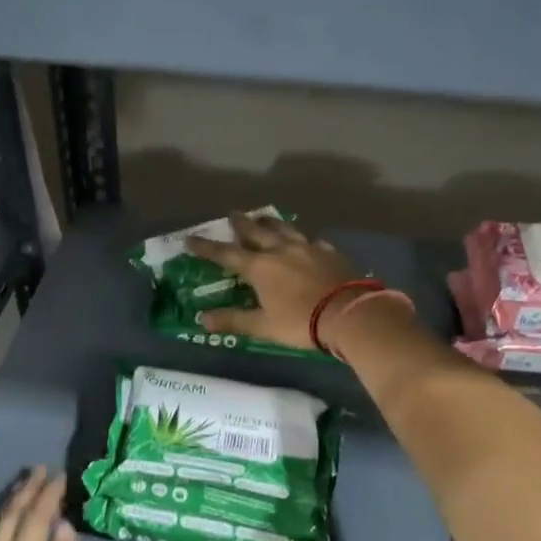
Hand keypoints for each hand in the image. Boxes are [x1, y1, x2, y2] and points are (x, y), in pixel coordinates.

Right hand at [186, 210, 363, 351]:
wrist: (349, 313)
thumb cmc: (301, 321)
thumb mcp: (263, 326)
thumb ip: (233, 320)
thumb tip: (201, 320)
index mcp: (259, 267)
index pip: (225, 253)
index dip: (206, 247)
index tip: (190, 238)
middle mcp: (279, 249)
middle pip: (255, 230)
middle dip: (240, 223)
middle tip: (231, 214)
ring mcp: (306, 247)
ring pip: (283, 228)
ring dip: (269, 222)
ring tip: (261, 216)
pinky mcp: (328, 251)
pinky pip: (309, 239)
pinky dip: (300, 238)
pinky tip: (303, 240)